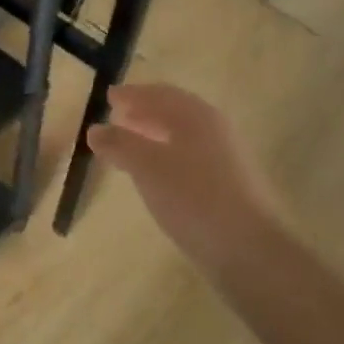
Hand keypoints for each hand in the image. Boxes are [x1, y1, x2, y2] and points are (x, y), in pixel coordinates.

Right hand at [86, 84, 283, 262]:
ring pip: (182, 136)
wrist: (248, 249)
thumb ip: (119, 143)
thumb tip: (95, 129)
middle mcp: (214, 130)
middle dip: (144, 112)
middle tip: (117, 117)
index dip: (133, 94)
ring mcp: (225, 158)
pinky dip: (166, 156)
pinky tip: (154, 174)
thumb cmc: (192, 196)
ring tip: (129, 144)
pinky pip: (189, 158)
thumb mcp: (146, 166)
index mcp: (196, 116)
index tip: (109, 96)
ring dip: (154, 134)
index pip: (160, 94)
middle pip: (174, 112)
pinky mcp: (228, 186)